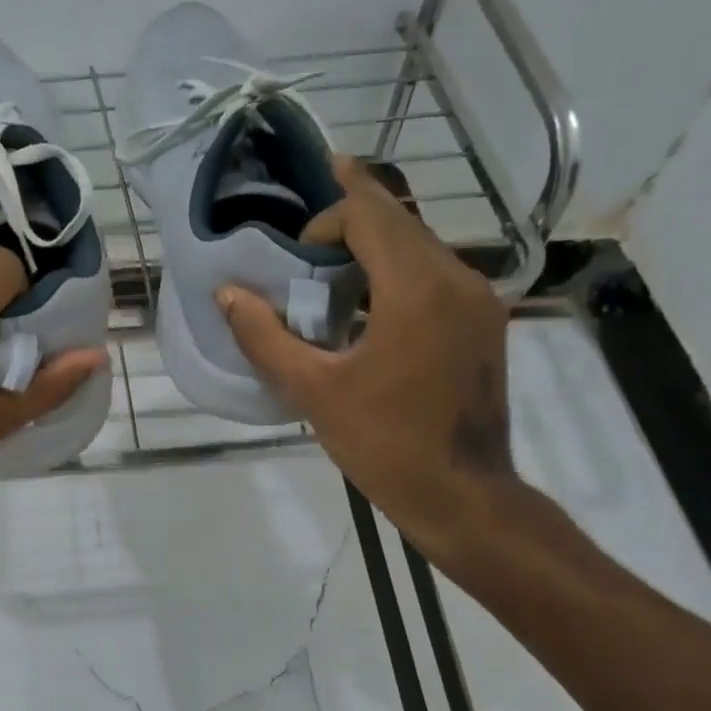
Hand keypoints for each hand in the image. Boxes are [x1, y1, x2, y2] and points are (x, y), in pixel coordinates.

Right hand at [217, 154, 516, 562]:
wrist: (463, 496)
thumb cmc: (384, 444)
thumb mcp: (312, 390)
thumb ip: (264, 336)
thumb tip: (227, 293)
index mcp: (417, 289)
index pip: (370, 214)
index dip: (326, 220)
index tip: (297, 258)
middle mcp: (458, 279)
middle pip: (399, 221)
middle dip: (350, 218)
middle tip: (306, 231)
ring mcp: (479, 300)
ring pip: (420, 245)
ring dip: (374, 246)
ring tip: (330, 267)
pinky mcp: (484, 322)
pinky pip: (436, 274)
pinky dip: (397, 271)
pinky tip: (369, 303)